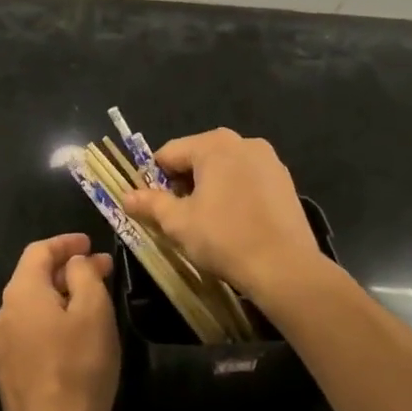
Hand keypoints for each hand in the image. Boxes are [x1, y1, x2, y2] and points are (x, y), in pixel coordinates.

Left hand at [0, 234, 119, 410]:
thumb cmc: (79, 365)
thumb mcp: (93, 311)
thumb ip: (84, 275)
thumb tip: (75, 262)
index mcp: (21, 292)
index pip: (39, 251)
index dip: (65, 243)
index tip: (90, 243)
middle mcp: (3, 312)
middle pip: (32, 277)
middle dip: (66, 270)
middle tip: (99, 272)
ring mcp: (0, 345)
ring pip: (30, 307)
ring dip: (58, 297)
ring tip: (88, 304)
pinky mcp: (6, 372)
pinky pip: (28, 333)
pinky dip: (48, 323)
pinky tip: (70, 338)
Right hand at [122, 129, 323, 305]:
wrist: (285, 268)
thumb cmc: (224, 238)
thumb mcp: (178, 223)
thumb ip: (150, 204)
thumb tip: (126, 196)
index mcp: (213, 144)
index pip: (169, 154)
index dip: (154, 179)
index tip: (152, 206)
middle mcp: (243, 142)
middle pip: (198, 157)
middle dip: (184, 183)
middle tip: (179, 217)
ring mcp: (269, 160)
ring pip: (224, 169)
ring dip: (210, 188)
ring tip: (207, 222)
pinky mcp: (285, 181)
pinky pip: (248, 180)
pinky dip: (235, 194)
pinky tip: (235, 223)